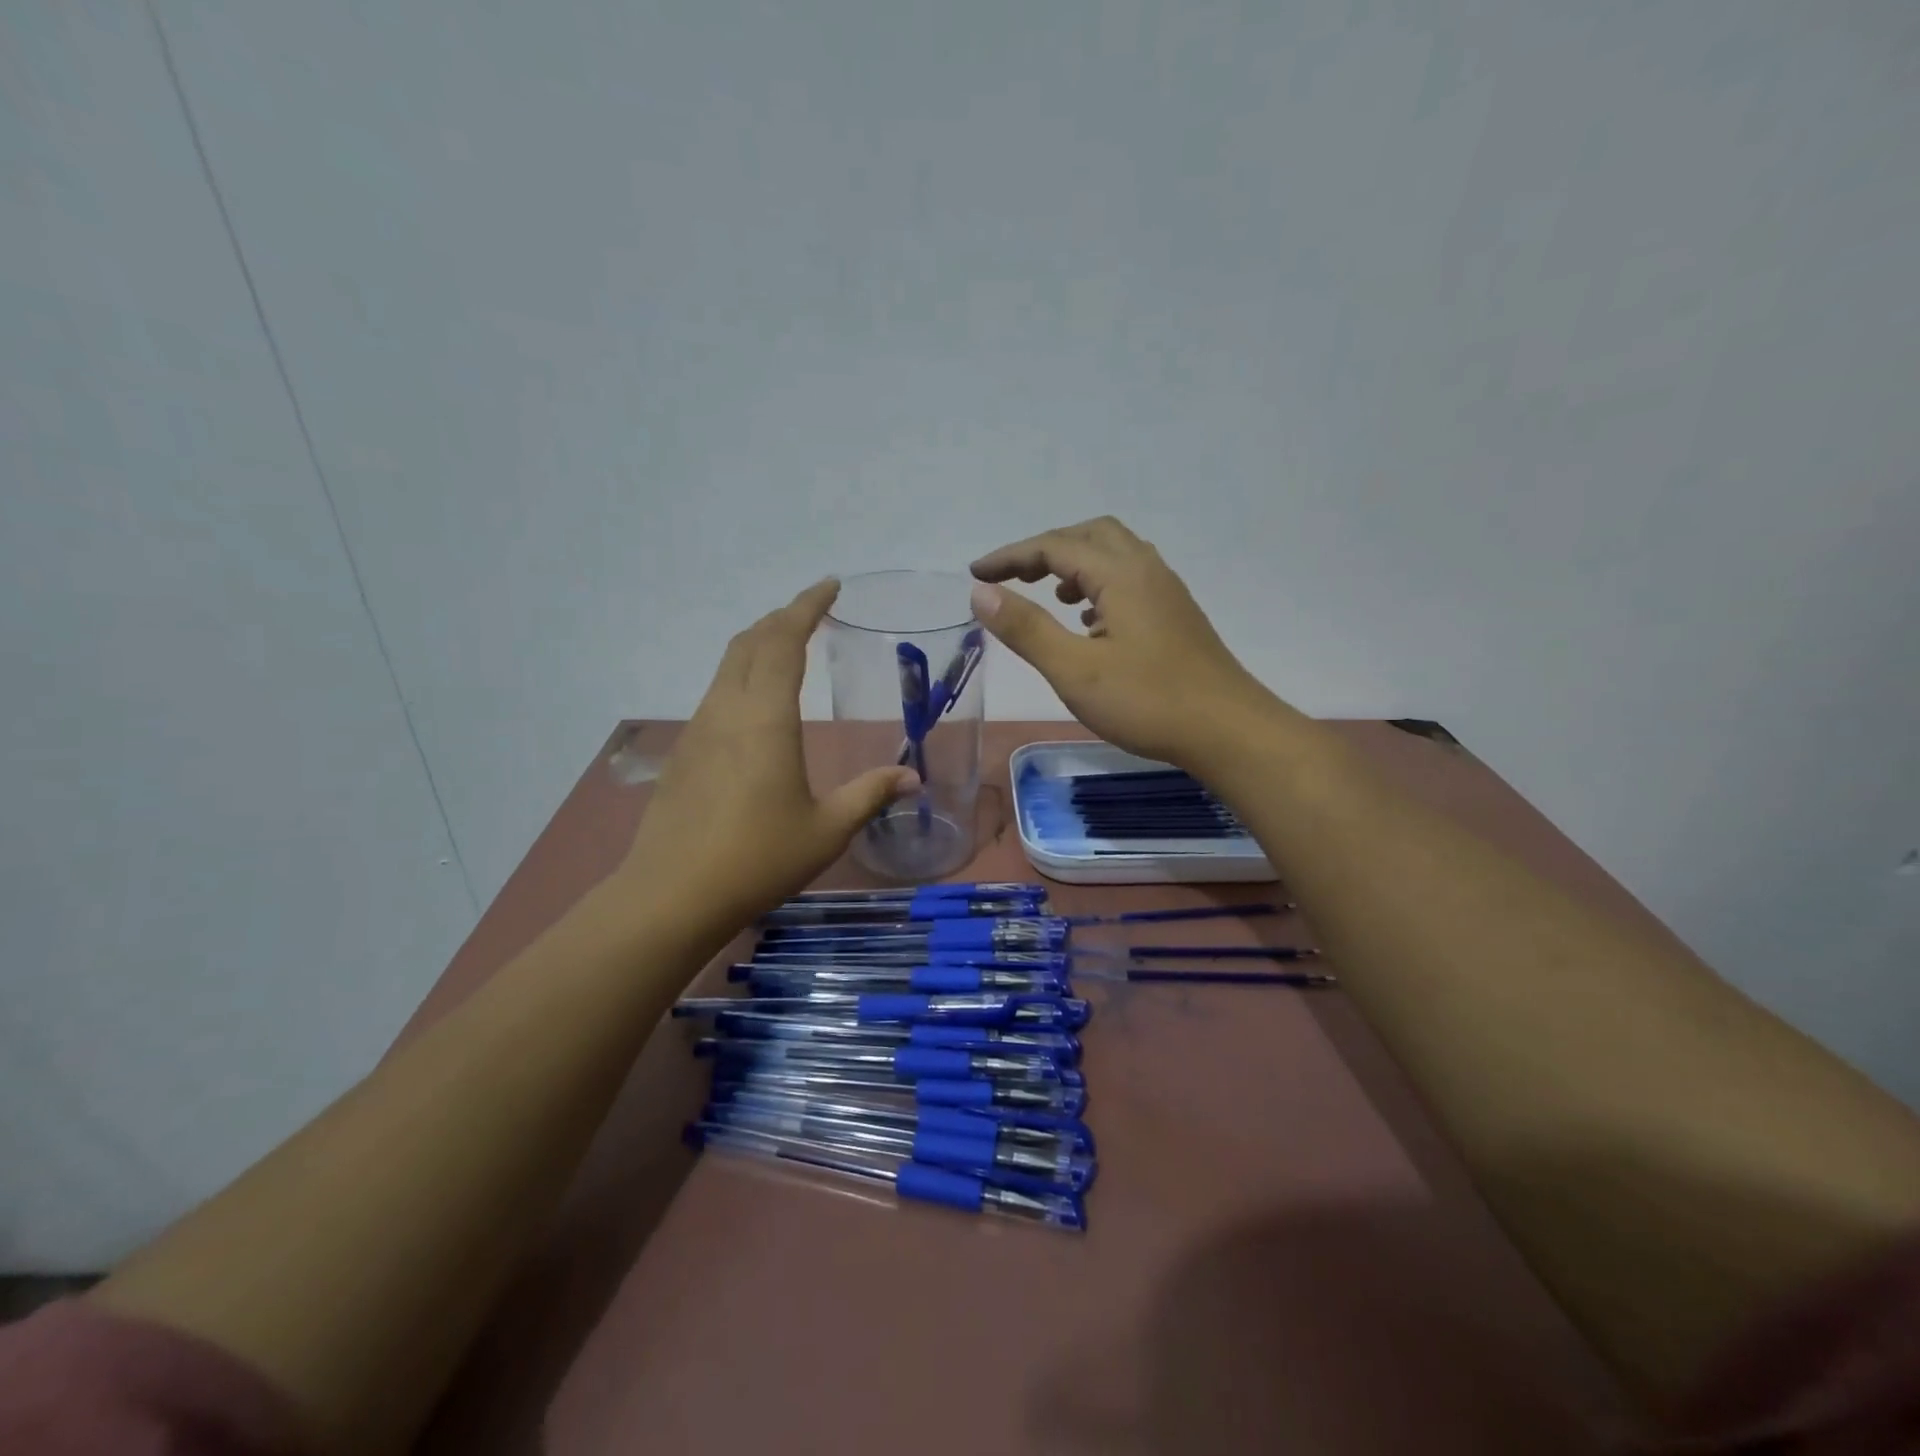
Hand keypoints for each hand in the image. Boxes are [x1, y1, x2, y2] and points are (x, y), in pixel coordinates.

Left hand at [615, 580, 917, 946]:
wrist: (672, 895)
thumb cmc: (757, 858)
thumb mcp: (826, 829)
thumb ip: (870, 795)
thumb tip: (912, 777)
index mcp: (765, 717)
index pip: (784, 640)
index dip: (806, 606)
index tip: (830, 585)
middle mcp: (727, 710)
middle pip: (750, 642)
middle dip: (782, 617)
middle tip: (812, 611)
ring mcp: (699, 729)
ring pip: (727, 664)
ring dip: (758, 644)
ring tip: (788, 646)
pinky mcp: (684, 752)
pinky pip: (717, 692)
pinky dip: (742, 674)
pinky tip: (756, 704)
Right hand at [970, 517, 1280, 767]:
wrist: (1228, 731)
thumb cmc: (1147, 702)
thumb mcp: (1074, 670)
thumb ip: (1026, 628)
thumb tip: (980, 592)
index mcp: (1120, 574)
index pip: (1054, 546)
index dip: (1010, 556)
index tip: (975, 574)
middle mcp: (1146, 570)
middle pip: (1089, 535)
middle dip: (1045, 549)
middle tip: (1013, 577)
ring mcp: (1167, 592)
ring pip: (1114, 555)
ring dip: (1075, 564)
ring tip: (1050, 597)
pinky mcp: (1176, 616)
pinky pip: (1130, 580)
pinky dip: (1099, 586)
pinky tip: (1090, 624)